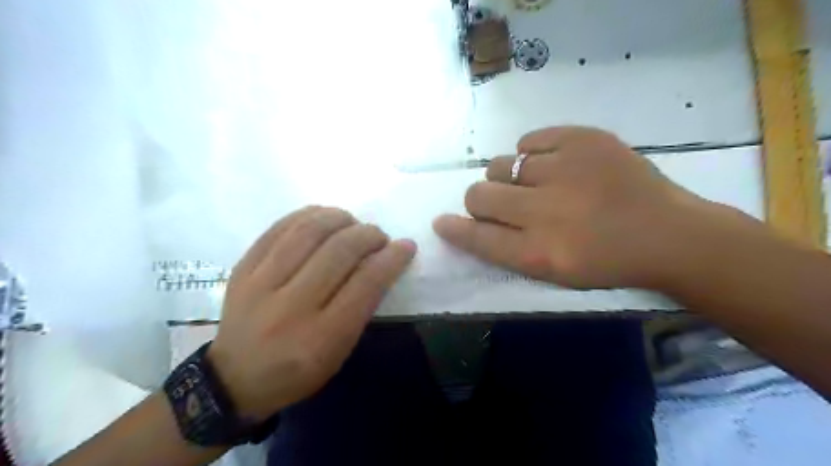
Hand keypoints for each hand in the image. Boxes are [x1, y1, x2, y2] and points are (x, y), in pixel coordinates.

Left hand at [209, 205, 414, 420]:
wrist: (234, 379)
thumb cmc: (297, 371)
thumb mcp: (339, 351)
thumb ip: (361, 307)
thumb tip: (382, 261)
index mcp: (322, 337)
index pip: (366, 284)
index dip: (392, 258)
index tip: (405, 246)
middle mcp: (292, 307)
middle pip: (339, 252)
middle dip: (368, 235)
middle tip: (379, 235)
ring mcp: (261, 284)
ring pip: (308, 232)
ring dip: (340, 218)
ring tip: (352, 221)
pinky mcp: (243, 268)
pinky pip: (279, 228)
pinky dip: (307, 215)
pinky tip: (323, 216)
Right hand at [431, 125, 724, 289]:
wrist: (669, 234)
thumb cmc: (606, 262)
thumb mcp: (553, 271)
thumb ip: (506, 248)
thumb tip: (466, 220)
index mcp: (538, 251)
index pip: (476, 235)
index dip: (454, 229)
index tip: (442, 222)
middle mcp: (544, 210)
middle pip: (478, 195)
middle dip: (481, 201)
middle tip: (505, 204)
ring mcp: (564, 168)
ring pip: (500, 164)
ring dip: (508, 178)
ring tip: (536, 184)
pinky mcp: (582, 139)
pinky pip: (527, 141)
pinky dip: (531, 153)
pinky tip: (552, 164)